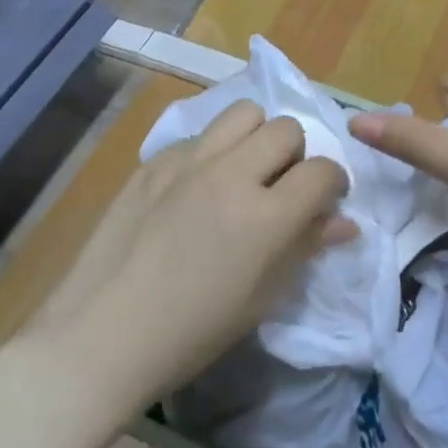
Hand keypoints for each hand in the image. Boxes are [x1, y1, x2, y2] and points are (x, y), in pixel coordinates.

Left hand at [35, 101, 353, 408]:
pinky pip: (200, 135)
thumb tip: (344, 222)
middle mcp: (230, 174)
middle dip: (297, 154)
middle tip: (282, 186)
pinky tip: (197, 187)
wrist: (103, 334)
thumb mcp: (261, 298)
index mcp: (264, 217)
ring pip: (243, 113)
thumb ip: (305, 247)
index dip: (334, 182)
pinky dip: (213, 151)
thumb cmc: (192, 332)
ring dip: (257, 136)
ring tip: (244, 170)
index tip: (326, 200)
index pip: (322, 171)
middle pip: (286, 129)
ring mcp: (188, 160)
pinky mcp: (154, 160)